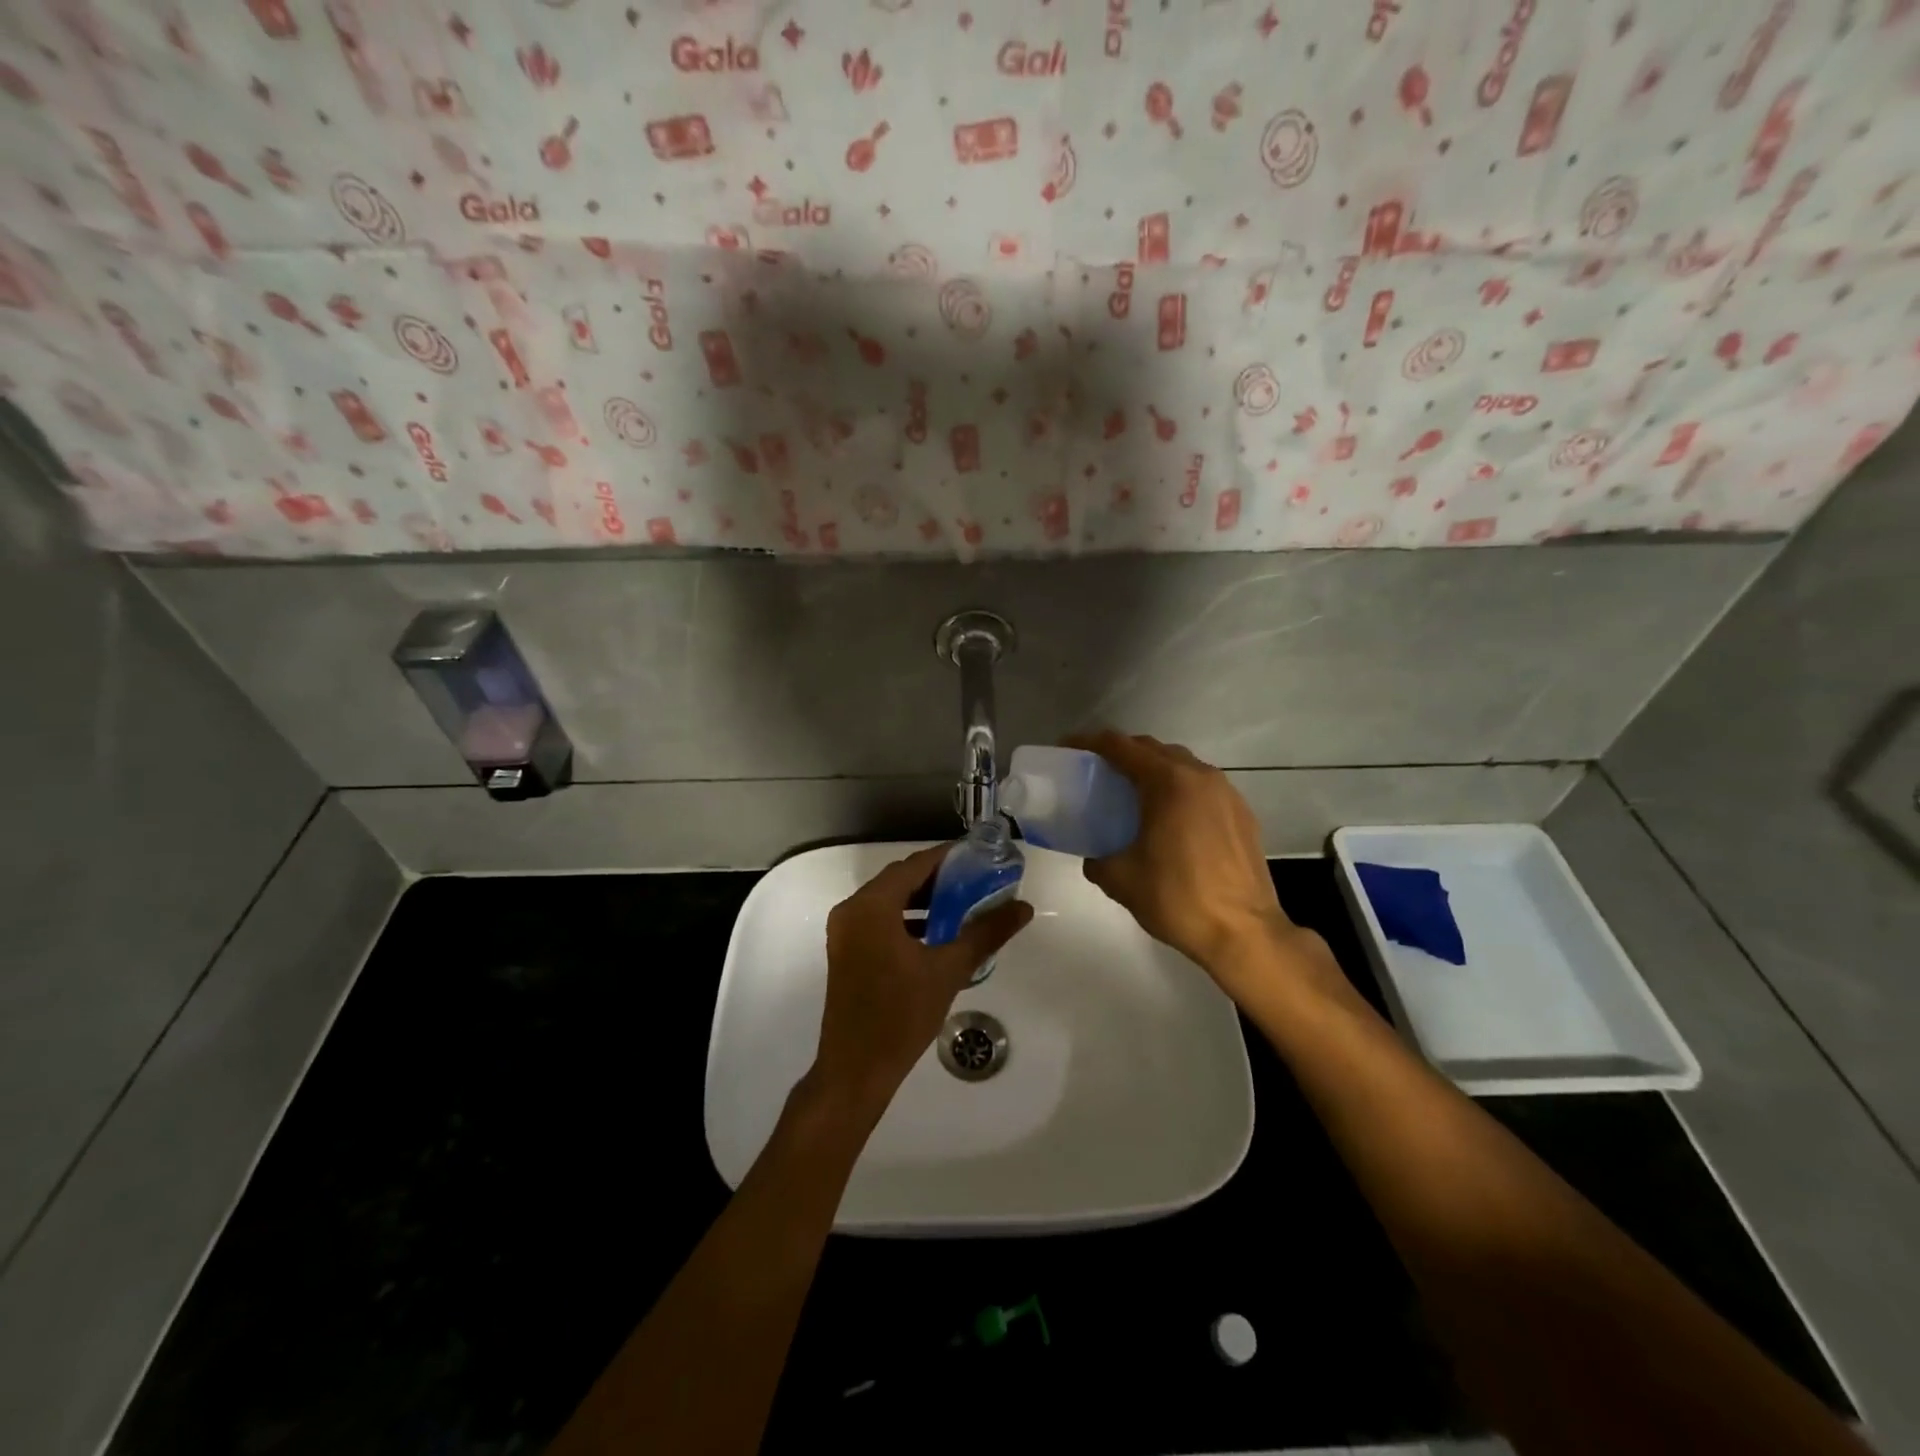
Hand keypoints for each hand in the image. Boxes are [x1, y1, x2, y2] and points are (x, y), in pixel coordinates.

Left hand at [805, 844, 1032, 1128]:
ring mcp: (845, 932)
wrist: (856, 1070)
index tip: (981, 857)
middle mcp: (852, 910)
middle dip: (938, 879)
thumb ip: (986, 933)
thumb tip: (1023, 908)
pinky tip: (937, 933)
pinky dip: (907, 919)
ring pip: (889, 901)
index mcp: (871, 906)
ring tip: (964, 904)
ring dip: (923, 900)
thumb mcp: (948, 970)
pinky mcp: (847, 952)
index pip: (914, 865)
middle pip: (900, 880)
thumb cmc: (901, 1016)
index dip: (948, 858)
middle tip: (978, 880)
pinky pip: (880, 920)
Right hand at [1066, 732, 1319, 991]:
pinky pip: (1202, 787)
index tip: (1068, 748)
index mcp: (1167, 782)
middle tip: (1096, 772)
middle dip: (1122, 753)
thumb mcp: (1121, 880)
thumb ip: (1097, 859)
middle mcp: (1199, 776)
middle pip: (1152, 749)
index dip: (1089, 743)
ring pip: (1181, 765)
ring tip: (1132, 794)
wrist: (1245, 933)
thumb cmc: (1178, 899)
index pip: (1120, 746)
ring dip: (1153, 770)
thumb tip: (1095, 856)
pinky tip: (1169, 819)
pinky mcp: (1242, 813)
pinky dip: (1178, 790)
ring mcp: (1226, 793)